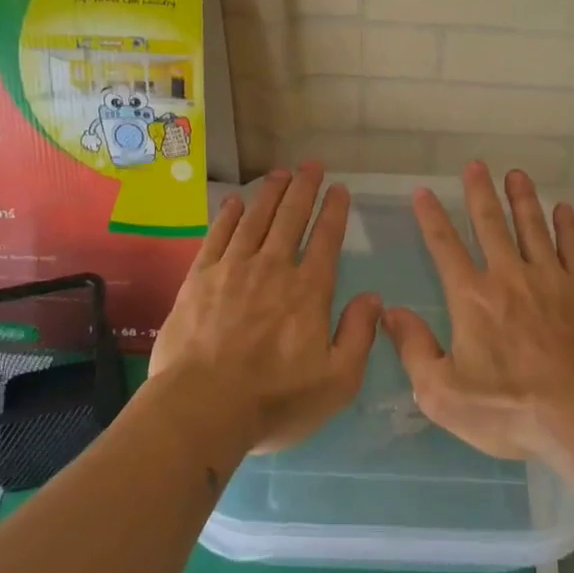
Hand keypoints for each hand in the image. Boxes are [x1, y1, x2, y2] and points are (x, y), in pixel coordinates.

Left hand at [150, 164, 380, 453]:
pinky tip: (234, 202)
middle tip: (311, 164)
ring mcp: (233, 269)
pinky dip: (228, 215)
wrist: (201, 408)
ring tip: (281, 172)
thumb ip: (359, 335)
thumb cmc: (275, 400)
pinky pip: (217, 236)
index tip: (339, 188)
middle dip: (304, 188)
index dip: (334, 211)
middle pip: (290, 218)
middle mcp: (273, 268)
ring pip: (256, 219)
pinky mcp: (199, 279)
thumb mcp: (337, 380)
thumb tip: (374, 297)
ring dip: (270, 193)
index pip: (326, 239)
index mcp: (308, 291)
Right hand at [383, 162, 573, 460]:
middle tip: (475, 164)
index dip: (432, 217)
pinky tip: (564, 209)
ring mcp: (551, 279)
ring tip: (516, 174)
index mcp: (472, 297)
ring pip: (533, 227)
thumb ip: (414, 349)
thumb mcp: (444, 395)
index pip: (445, 247)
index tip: (424, 191)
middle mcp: (509, 276)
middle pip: (491, 224)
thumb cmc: (511, 409)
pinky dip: (568, 226)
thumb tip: (389, 312)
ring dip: (523, 198)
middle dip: (480, 192)